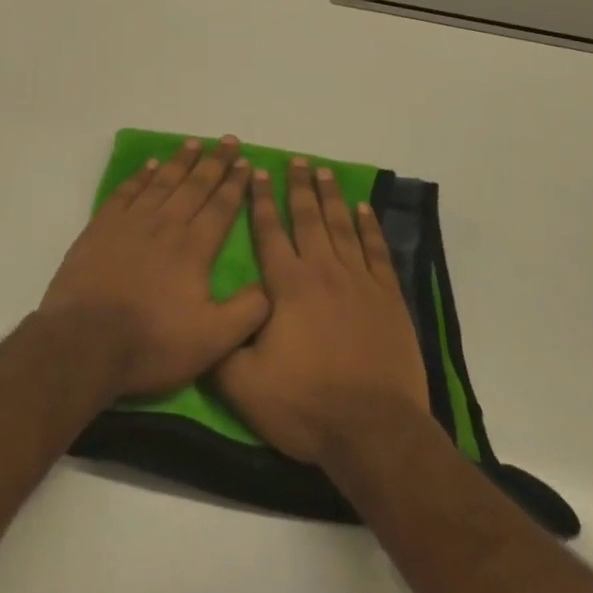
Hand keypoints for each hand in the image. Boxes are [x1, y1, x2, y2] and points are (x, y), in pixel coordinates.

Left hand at [40, 137, 270, 401]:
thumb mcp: (212, 341)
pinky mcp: (101, 227)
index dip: (236, 184)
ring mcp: (131, 222)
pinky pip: (126, 192)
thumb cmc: (151, 343)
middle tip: (229, 140)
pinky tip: (149, 165)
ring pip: (162, 182)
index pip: (221, 207)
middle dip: (215, 162)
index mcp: (194, 248)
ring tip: (194, 143)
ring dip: (180, 161)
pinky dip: (140, 176)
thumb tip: (271, 286)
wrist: (85, 342)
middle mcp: (165, 225)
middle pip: (195, 186)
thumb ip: (247, 311)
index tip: (246, 163)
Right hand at [217, 159, 430, 466]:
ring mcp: (360, 283)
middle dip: (298, 187)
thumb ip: (220, 344)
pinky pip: (377, 251)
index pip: (269, 232)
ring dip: (331, 197)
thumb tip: (204, 315)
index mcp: (287, 286)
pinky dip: (370, 227)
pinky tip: (364, 209)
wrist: (374, 432)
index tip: (257, 173)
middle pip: (308, 218)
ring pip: (342, 227)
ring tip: (324, 172)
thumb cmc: (305, 405)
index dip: (260, 201)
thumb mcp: (243, 384)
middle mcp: (323, 272)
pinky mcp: (388, 299)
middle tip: (296, 161)